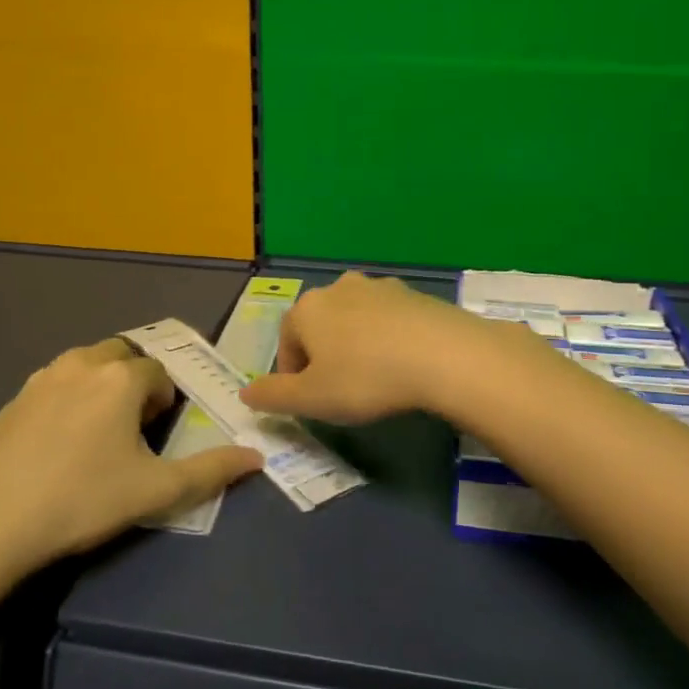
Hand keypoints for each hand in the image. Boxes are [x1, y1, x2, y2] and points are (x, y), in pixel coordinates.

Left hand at [0, 338, 259, 572]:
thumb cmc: (83, 501)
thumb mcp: (155, 491)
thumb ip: (211, 471)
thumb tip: (257, 458)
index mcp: (120, 377)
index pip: (159, 374)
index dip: (165, 403)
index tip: (155, 439)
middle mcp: (82, 363)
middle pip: (123, 356)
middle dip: (135, 383)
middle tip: (132, 430)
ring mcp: (42, 377)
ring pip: (87, 365)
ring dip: (102, 385)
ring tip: (98, 434)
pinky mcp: (14, 398)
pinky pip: (56, 383)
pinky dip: (69, 398)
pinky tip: (59, 443)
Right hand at [239, 273, 526, 424]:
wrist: (442, 355)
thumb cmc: (365, 378)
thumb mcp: (312, 399)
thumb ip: (273, 396)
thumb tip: (245, 392)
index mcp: (307, 309)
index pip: (286, 342)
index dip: (292, 375)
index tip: (310, 401)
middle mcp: (338, 288)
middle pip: (319, 325)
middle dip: (324, 355)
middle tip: (341, 390)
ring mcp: (379, 286)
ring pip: (355, 319)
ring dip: (356, 344)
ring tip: (375, 377)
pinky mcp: (414, 294)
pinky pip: (389, 319)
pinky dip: (387, 338)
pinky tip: (403, 363)